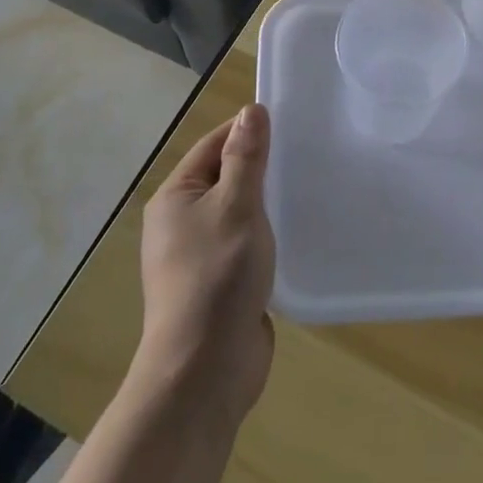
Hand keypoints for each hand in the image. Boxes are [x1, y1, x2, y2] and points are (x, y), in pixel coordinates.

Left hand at [136, 105, 275, 421]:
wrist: (204, 372)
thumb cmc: (217, 276)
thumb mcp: (236, 206)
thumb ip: (246, 157)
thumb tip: (250, 111)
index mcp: (175, 198)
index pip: (213, 146)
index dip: (246, 131)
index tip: (287, 123)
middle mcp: (181, 223)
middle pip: (225, 178)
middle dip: (261, 168)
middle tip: (305, 154)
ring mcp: (199, 257)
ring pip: (238, 213)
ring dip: (267, 204)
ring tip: (307, 189)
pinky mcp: (219, 285)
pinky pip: (245, 245)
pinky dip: (267, 236)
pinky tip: (296, 233)